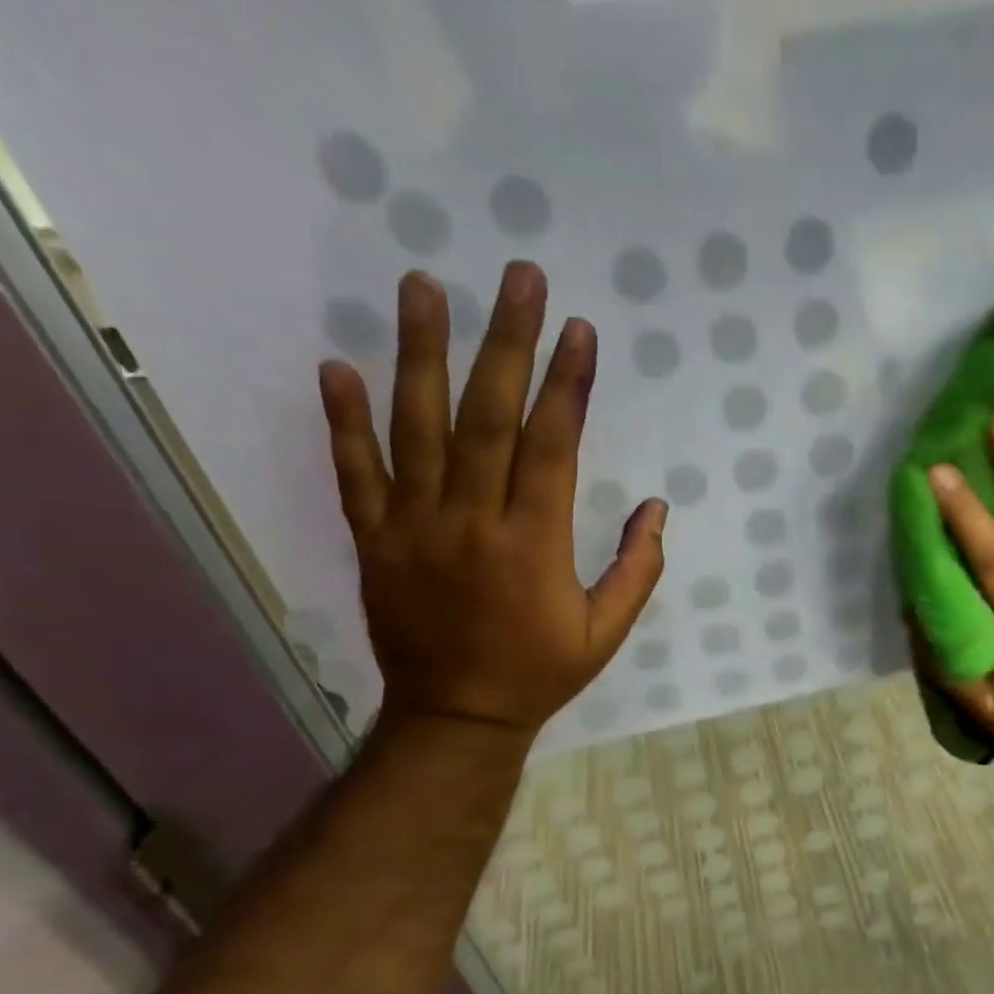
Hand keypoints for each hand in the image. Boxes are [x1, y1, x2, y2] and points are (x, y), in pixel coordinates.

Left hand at [318, 265, 665, 740]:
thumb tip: (657, 507)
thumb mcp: (607, 633)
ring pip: (416, 430)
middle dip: (505, 342)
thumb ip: (637, 569)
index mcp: (533, 544)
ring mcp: (415, 528)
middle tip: (516, 276)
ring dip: (420, 354)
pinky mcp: (375, 541)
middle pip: (487, 418)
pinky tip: (336, 367)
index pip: (552, 447)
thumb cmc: (540, 672)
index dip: (567, 385)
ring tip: (423, 285)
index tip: (577, 329)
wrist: (457, 717)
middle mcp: (472, 522)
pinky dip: (343, 422)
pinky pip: (355, 475)